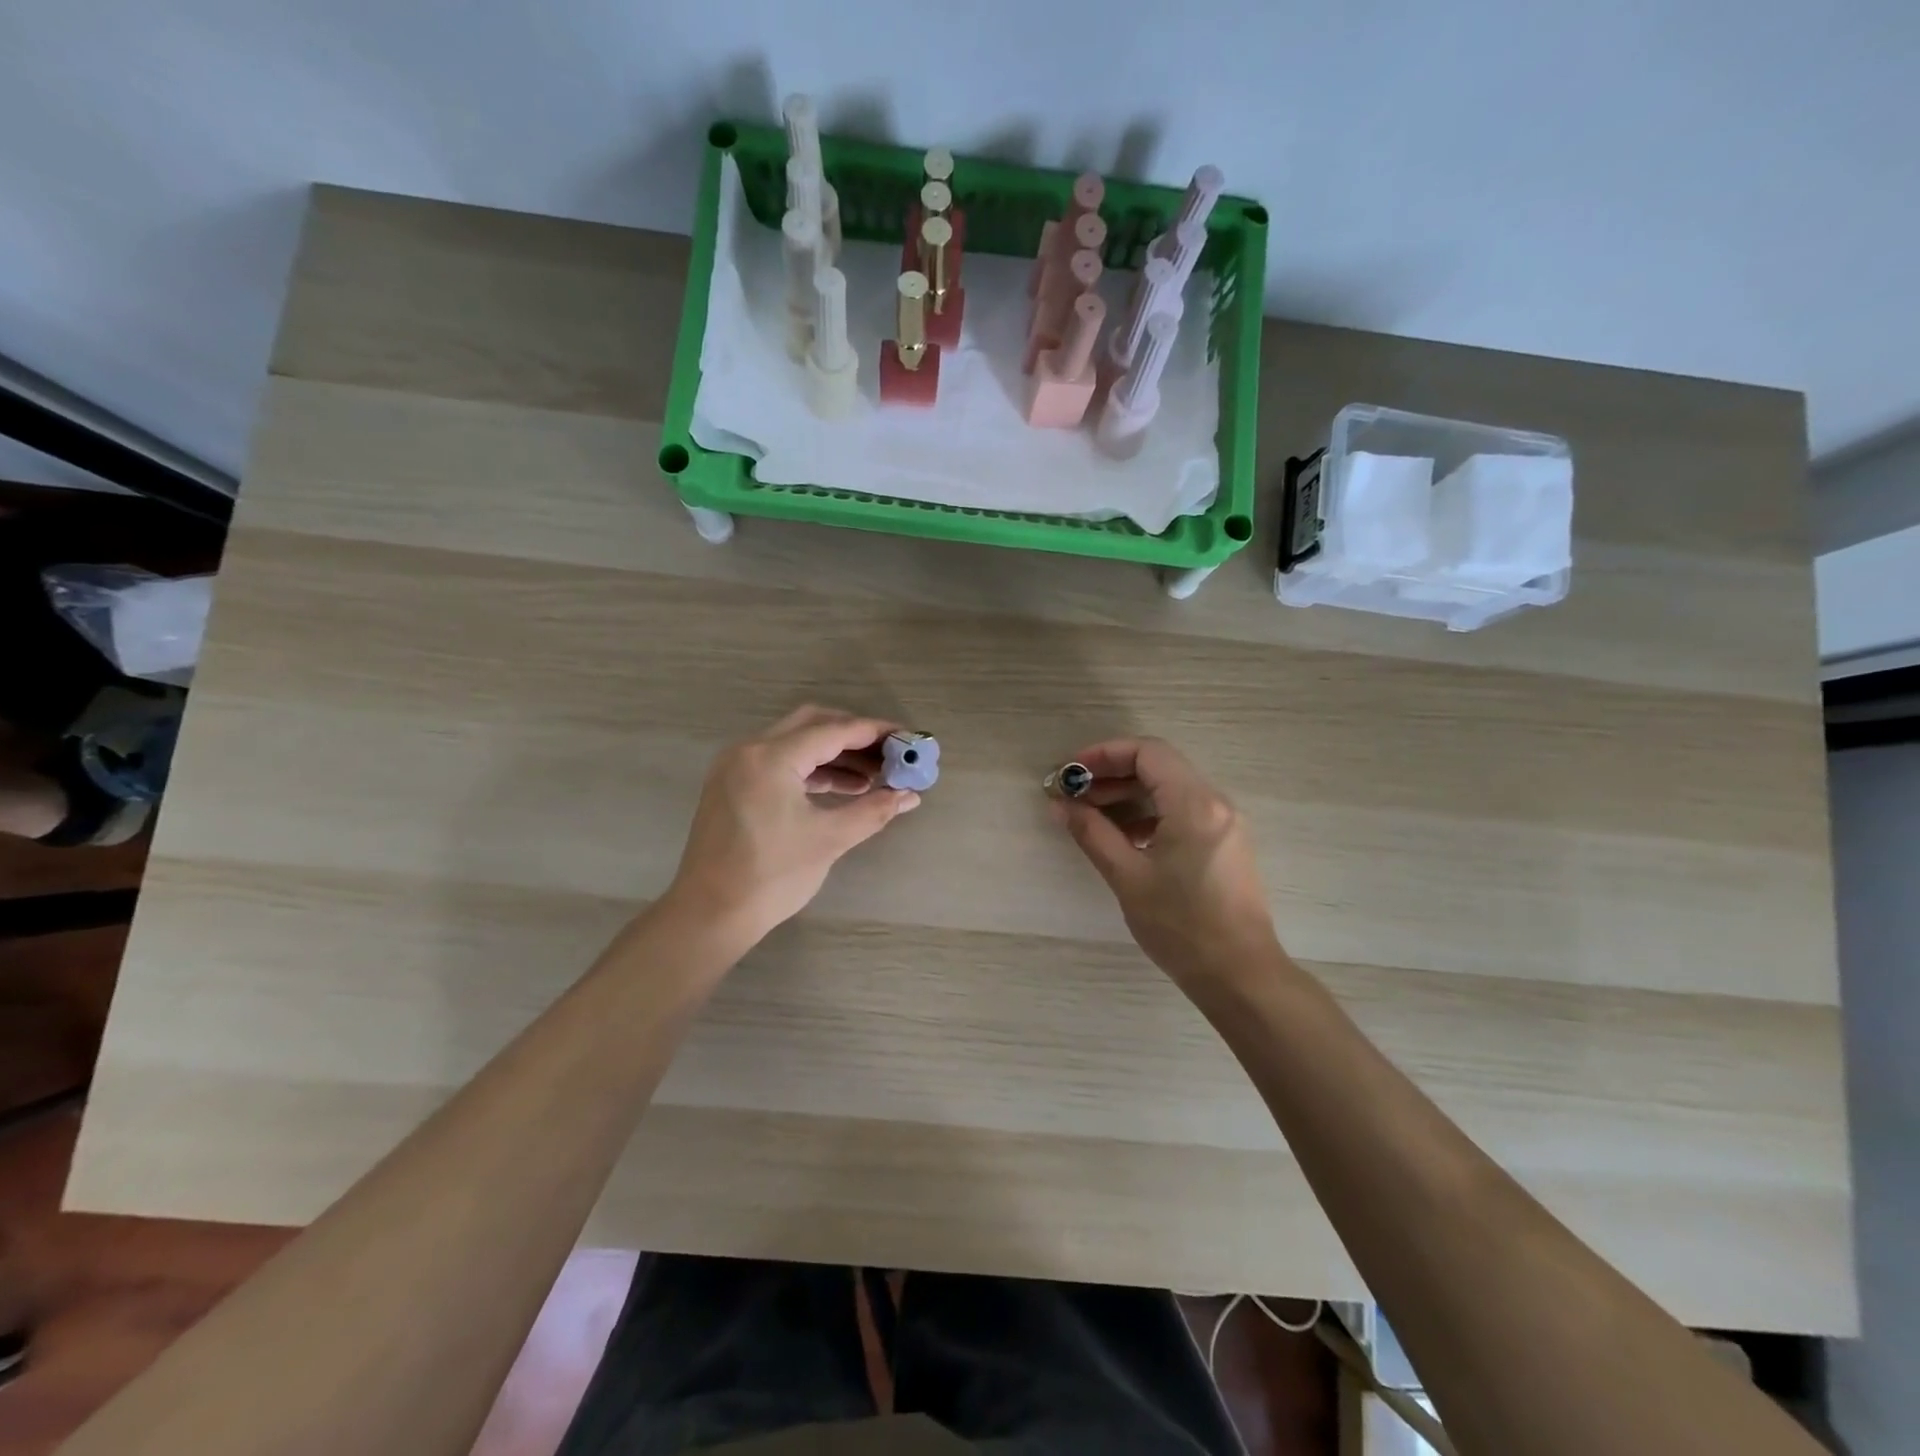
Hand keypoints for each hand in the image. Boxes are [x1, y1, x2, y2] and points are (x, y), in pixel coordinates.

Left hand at [665, 706, 920, 950]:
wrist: (709, 914)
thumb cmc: (771, 876)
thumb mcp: (829, 840)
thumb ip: (874, 810)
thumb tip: (911, 796)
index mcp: (771, 757)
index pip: (834, 731)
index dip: (875, 732)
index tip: (906, 737)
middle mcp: (750, 750)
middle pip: (812, 724)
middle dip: (854, 736)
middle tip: (889, 754)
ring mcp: (736, 766)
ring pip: (795, 742)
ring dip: (834, 754)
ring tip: (873, 777)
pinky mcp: (732, 785)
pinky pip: (779, 762)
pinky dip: (811, 769)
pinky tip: (842, 788)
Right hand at [1052, 737, 1279, 984]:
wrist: (1240, 975)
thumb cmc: (1181, 926)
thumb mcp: (1127, 877)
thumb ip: (1091, 833)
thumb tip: (1060, 805)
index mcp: (1194, 804)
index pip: (1147, 752)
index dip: (1104, 754)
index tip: (1072, 772)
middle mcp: (1215, 803)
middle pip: (1159, 767)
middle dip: (1112, 775)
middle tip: (1074, 796)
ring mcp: (1225, 823)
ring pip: (1171, 790)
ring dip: (1130, 795)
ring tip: (1092, 817)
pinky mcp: (1226, 844)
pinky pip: (1184, 811)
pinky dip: (1150, 814)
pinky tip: (1124, 838)